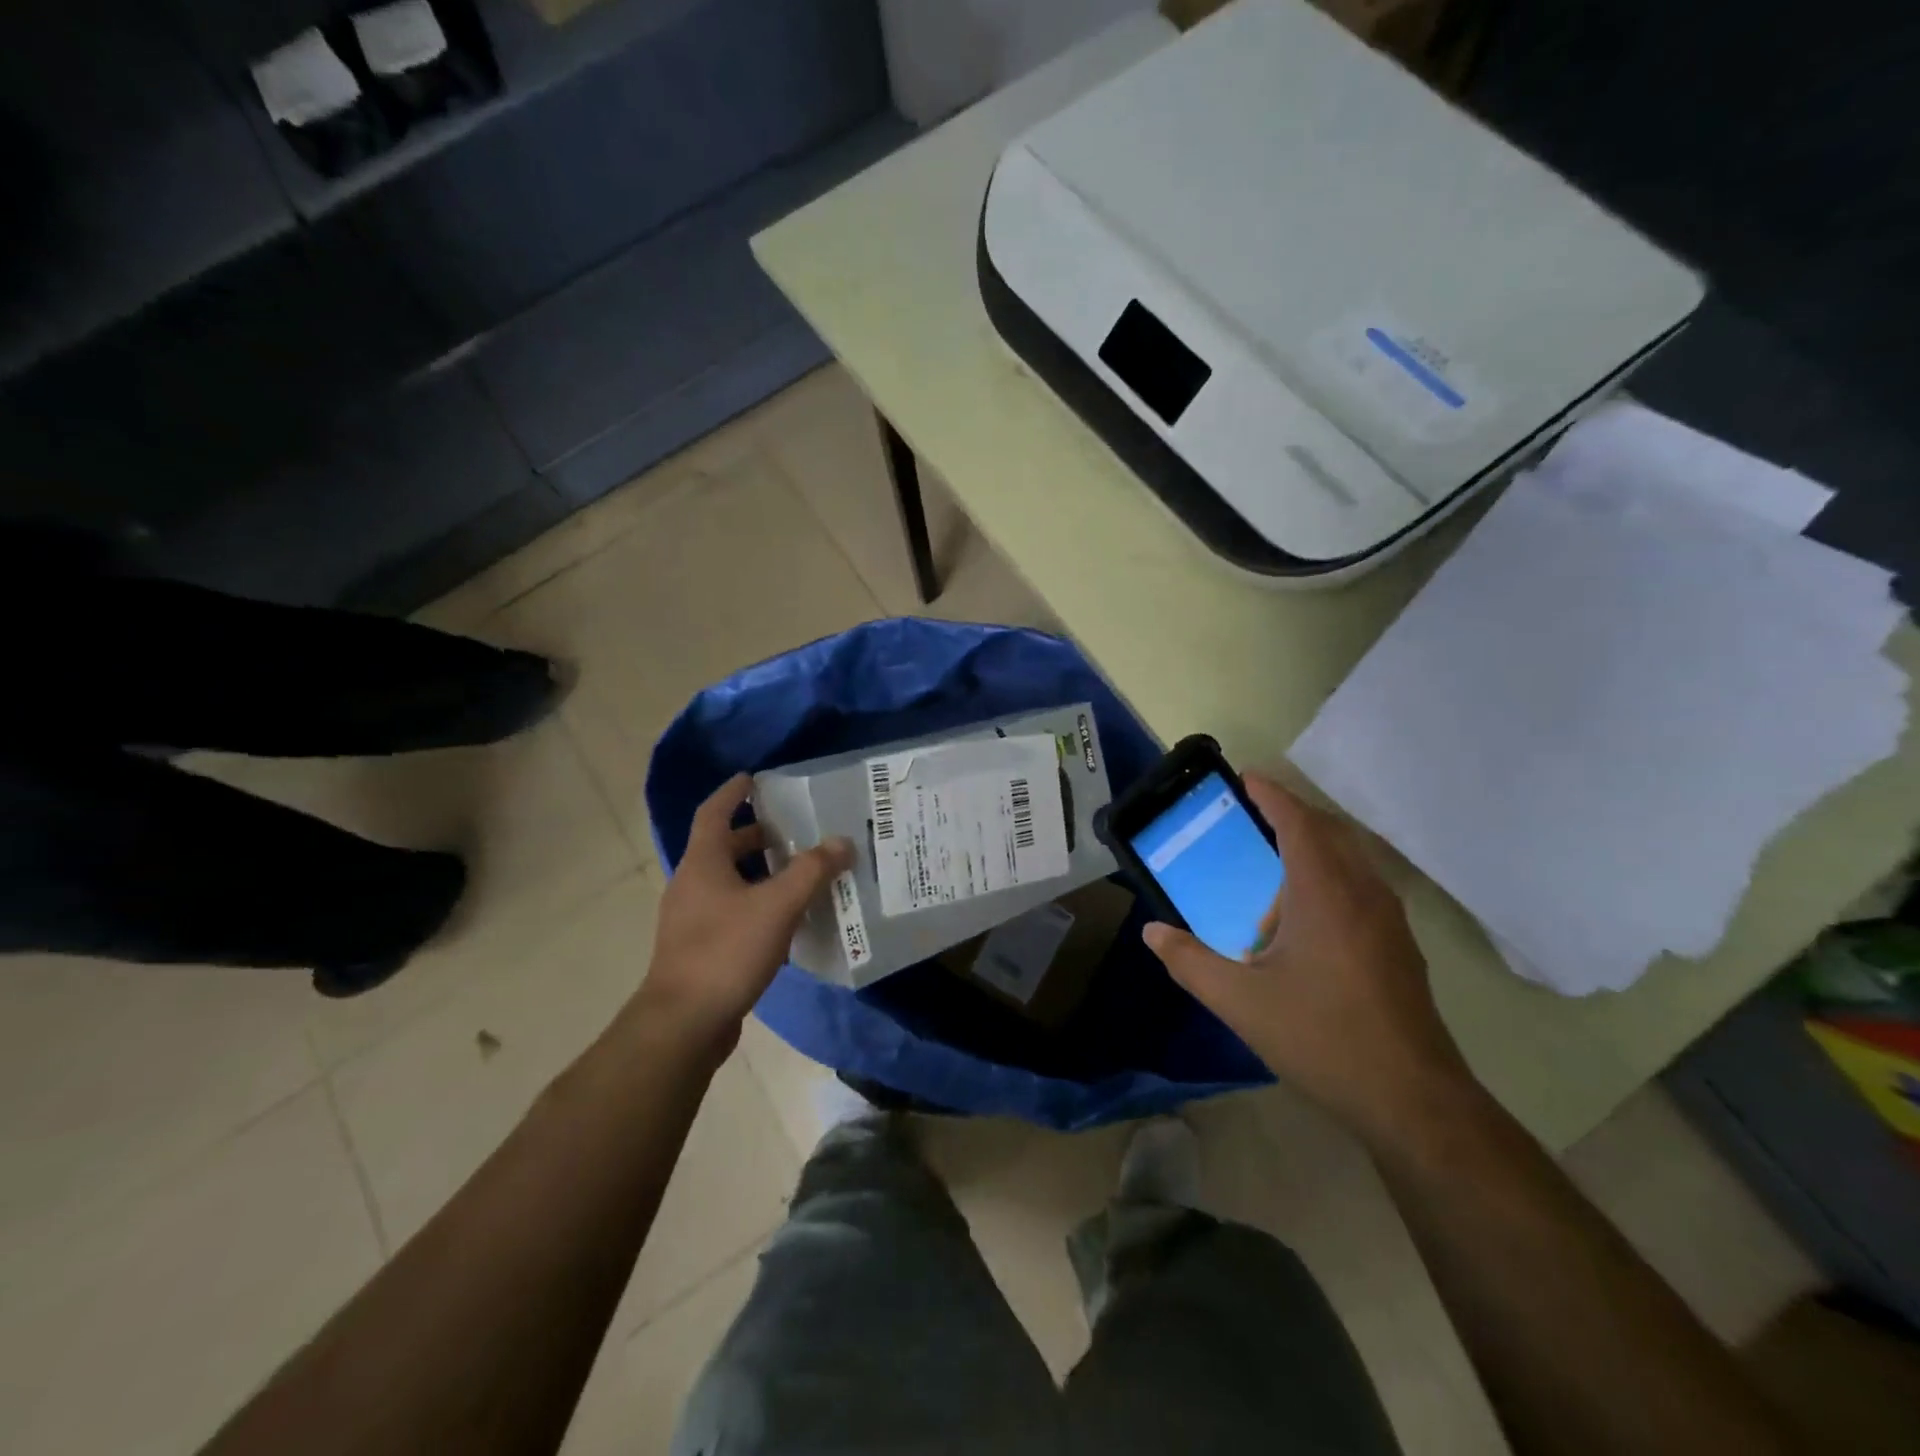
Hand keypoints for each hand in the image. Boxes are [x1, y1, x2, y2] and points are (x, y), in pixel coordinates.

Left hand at [640, 774, 851, 1051]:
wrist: (684, 1023)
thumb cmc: (726, 951)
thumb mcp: (777, 905)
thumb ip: (811, 871)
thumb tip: (841, 841)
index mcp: (703, 863)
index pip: (714, 813)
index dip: (733, 793)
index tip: (753, 778)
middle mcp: (692, 884)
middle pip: (723, 847)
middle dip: (756, 835)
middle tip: (792, 828)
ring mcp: (692, 919)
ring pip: (728, 881)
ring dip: (759, 871)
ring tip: (798, 870)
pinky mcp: (699, 948)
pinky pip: (731, 910)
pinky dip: (757, 902)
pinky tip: (785, 917)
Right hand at [1142, 771, 1474, 1143]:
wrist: (1413, 1100)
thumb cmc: (1321, 1038)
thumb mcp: (1240, 1001)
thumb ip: (1189, 962)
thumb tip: (1152, 932)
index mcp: (1325, 893)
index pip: (1297, 822)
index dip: (1271, 795)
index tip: (1246, 776)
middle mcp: (1363, 894)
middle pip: (1328, 832)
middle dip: (1290, 816)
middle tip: (1252, 816)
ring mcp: (1389, 920)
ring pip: (1348, 861)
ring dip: (1309, 855)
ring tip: (1269, 891)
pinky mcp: (1399, 947)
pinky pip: (1359, 889)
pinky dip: (1327, 883)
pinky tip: (1303, 930)